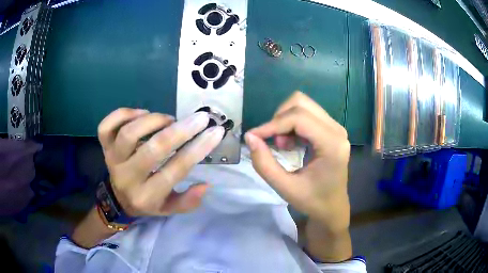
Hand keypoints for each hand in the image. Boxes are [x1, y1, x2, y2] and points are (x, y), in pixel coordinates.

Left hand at [97, 108, 223, 215]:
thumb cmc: (146, 201)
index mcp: (147, 196)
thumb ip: (187, 201)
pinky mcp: (104, 147)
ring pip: (129, 134)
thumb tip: (206, 185)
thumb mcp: (168, 208)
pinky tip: (141, 114)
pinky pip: (107, 126)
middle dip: (180, 131)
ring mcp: (112, 160)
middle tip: (200, 118)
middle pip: (153, 150)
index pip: (175, 170)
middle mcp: (128, 178)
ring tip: (169, 119)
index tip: (215, 132)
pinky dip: (123, 114)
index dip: (198, 149)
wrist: (117, 198)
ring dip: (153, 121)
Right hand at [245, 92, 350, 232]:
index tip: (253, 137)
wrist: (332, 207)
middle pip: (301, 102)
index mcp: (332, 144)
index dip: (272, 124)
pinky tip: (292, 143)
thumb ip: (264, 163)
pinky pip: (307, 113)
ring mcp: (336, 127)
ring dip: (285, 120)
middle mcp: (337, 129)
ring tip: (284, 145)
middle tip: (275, 144)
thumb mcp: (284, 187)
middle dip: (279, 119)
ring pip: (303, 105)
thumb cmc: (312, 201)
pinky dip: (292, 124)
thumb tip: (250, 137)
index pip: (298, 118)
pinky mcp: (331, 129)